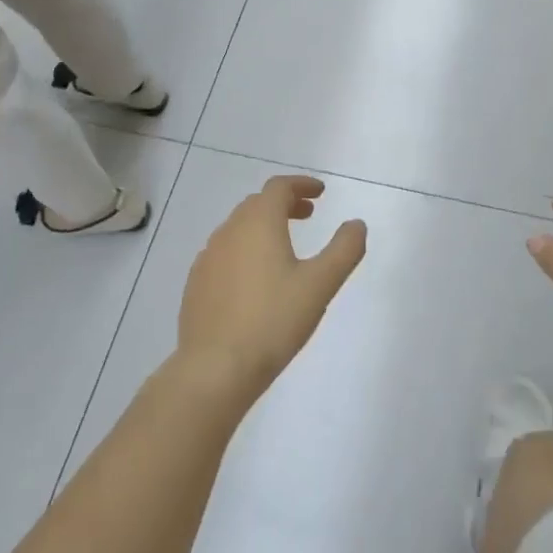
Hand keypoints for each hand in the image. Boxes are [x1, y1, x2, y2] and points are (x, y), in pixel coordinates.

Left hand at [176, 176, 366, 406]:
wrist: (215, 368)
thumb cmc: (273, 321)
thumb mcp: (320, 284)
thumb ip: (344, 249)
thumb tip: (356, 224)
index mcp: (258, 224)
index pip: (278, 188)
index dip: (301, 184)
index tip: (320, 192)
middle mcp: (228, 232)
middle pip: (257, 204)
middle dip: (284, 204)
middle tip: (308, 215)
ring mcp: (207, 258)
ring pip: (238, 228)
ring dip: (263, 226)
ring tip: (284, 246)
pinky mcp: (196, 284)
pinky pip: (224, 254)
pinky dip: (244, 250)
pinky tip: (255, 279)